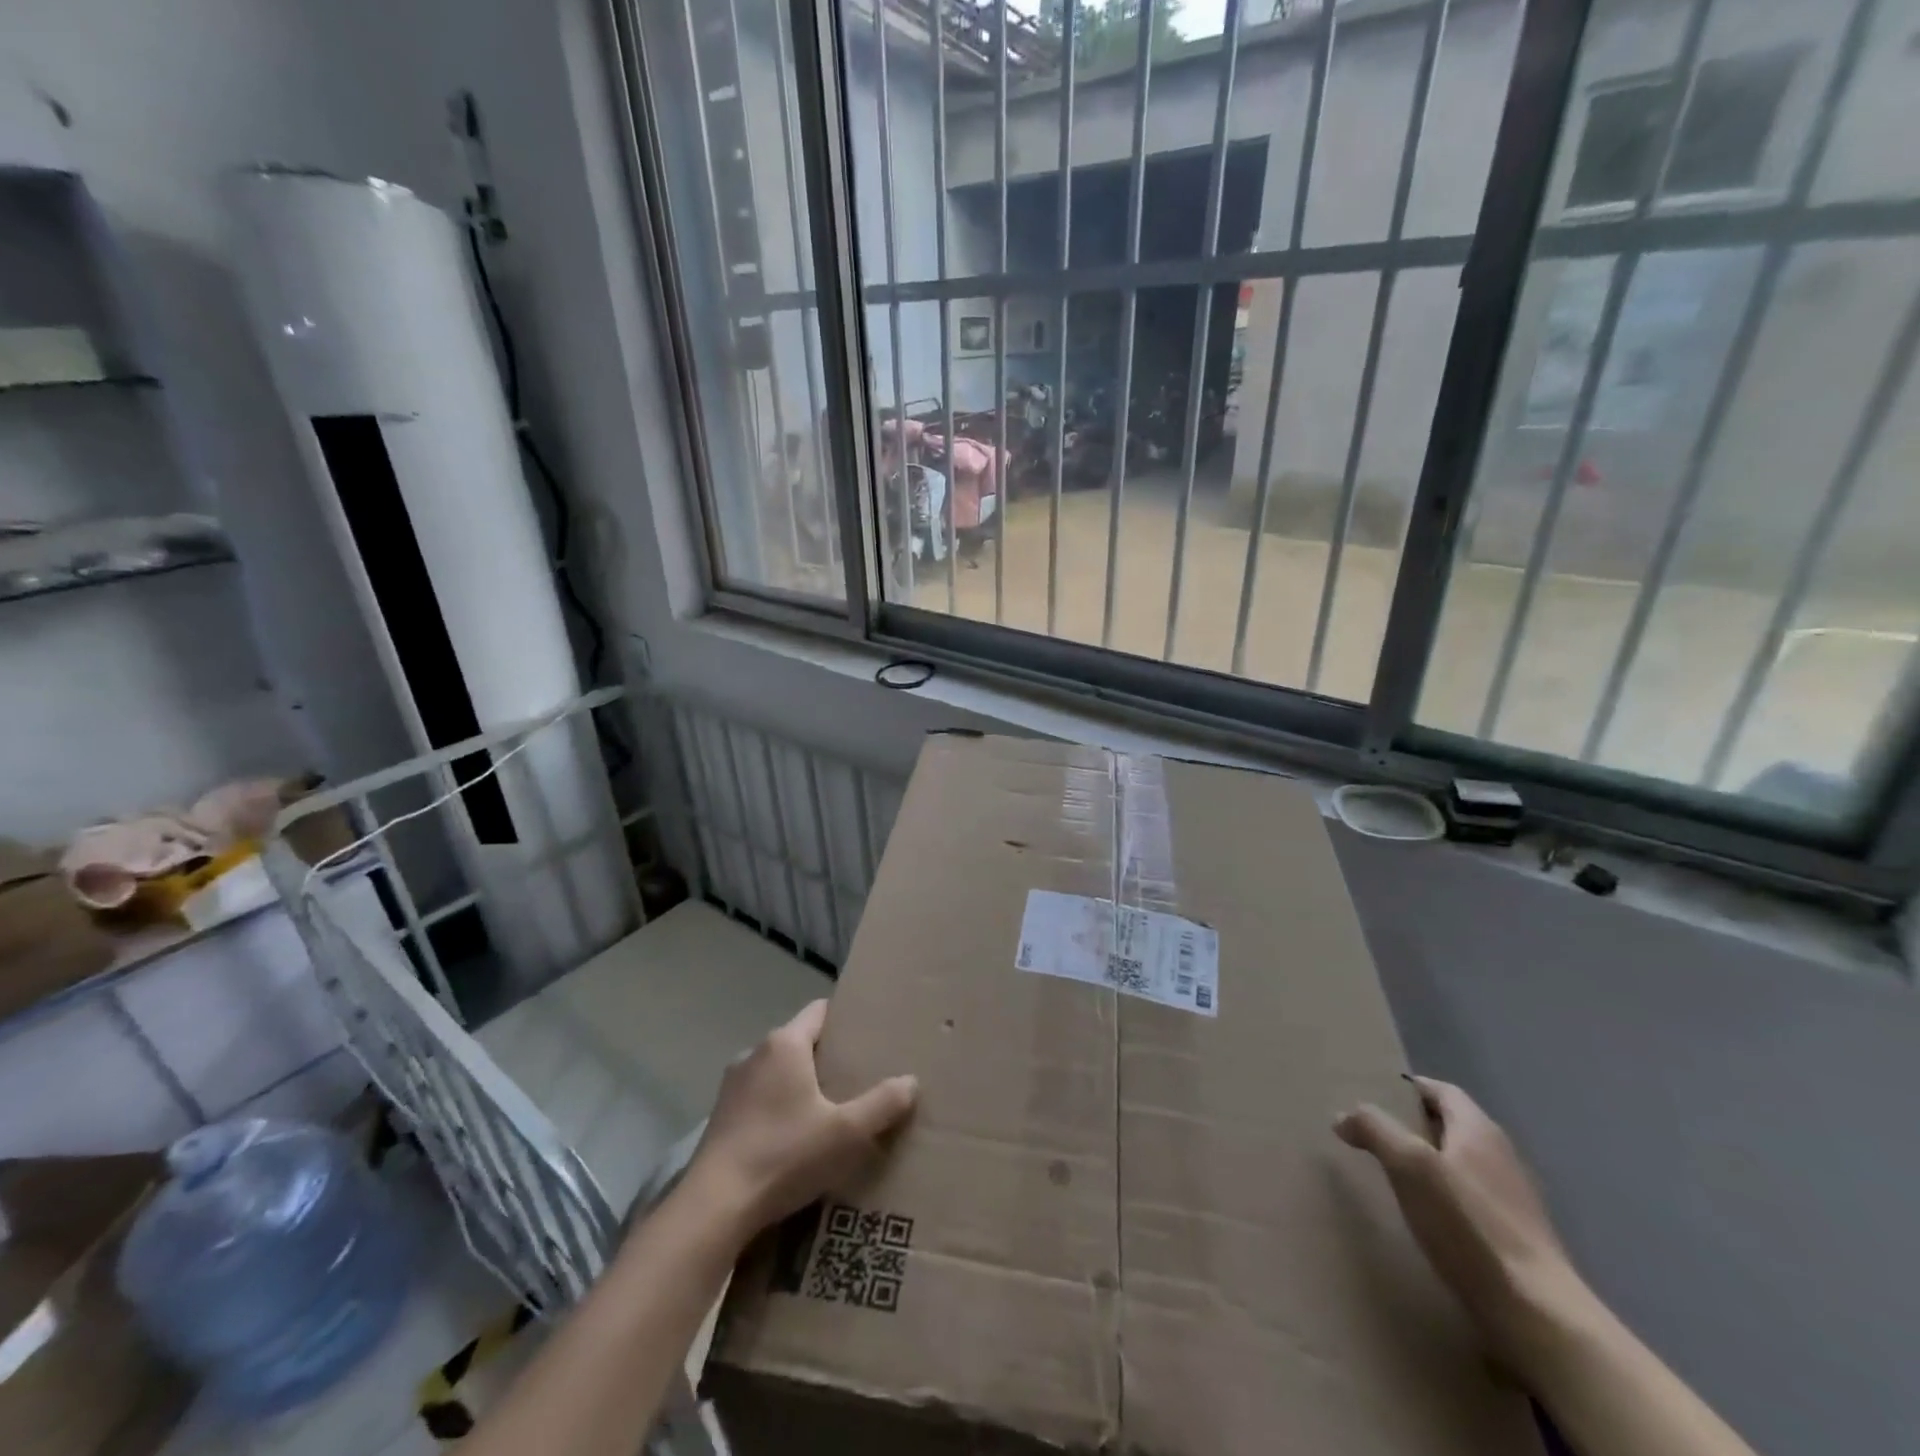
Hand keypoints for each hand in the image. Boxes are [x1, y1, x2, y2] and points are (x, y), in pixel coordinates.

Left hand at [683, 1000, 918, 1235]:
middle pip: (801, 1042)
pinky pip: (760, 1098)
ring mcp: (733, 1086)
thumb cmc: (784, 1155)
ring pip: (779, 1072)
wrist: (714, 1208)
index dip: (845, 1020)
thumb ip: (882, 1104)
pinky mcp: (720, 1117)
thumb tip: (910, 1082)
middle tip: (859, 1078)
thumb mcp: (845, 1133)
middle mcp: (755, 1053)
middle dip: (828, 1057)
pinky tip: (795, 1139)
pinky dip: (780, 1108)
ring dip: (802, 1085)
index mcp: (785, 1044)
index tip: (869, 1035)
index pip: (820, 1011)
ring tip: (830, 1111)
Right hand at [1335, 1077, 1588, 1368]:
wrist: (1538, 1316)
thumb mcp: (1409, 1165)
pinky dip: (1443, 1197)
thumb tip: (1344, 1117)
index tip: (1373, 1093)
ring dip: (1427, 1162)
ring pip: (1460, 1164)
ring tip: (1390, 1174)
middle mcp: (1501, 1156)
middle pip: (1451, 1125)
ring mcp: (1513, 1200)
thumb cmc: (1470, 1226)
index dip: (1408, 1087)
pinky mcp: (1516, 1238)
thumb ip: (1374, 1129)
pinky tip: (1424, 1217)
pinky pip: (1469, 1199)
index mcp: (1479, 1130)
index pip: (1441, 1090)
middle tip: (1372, 1132)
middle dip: (1413, 1124)